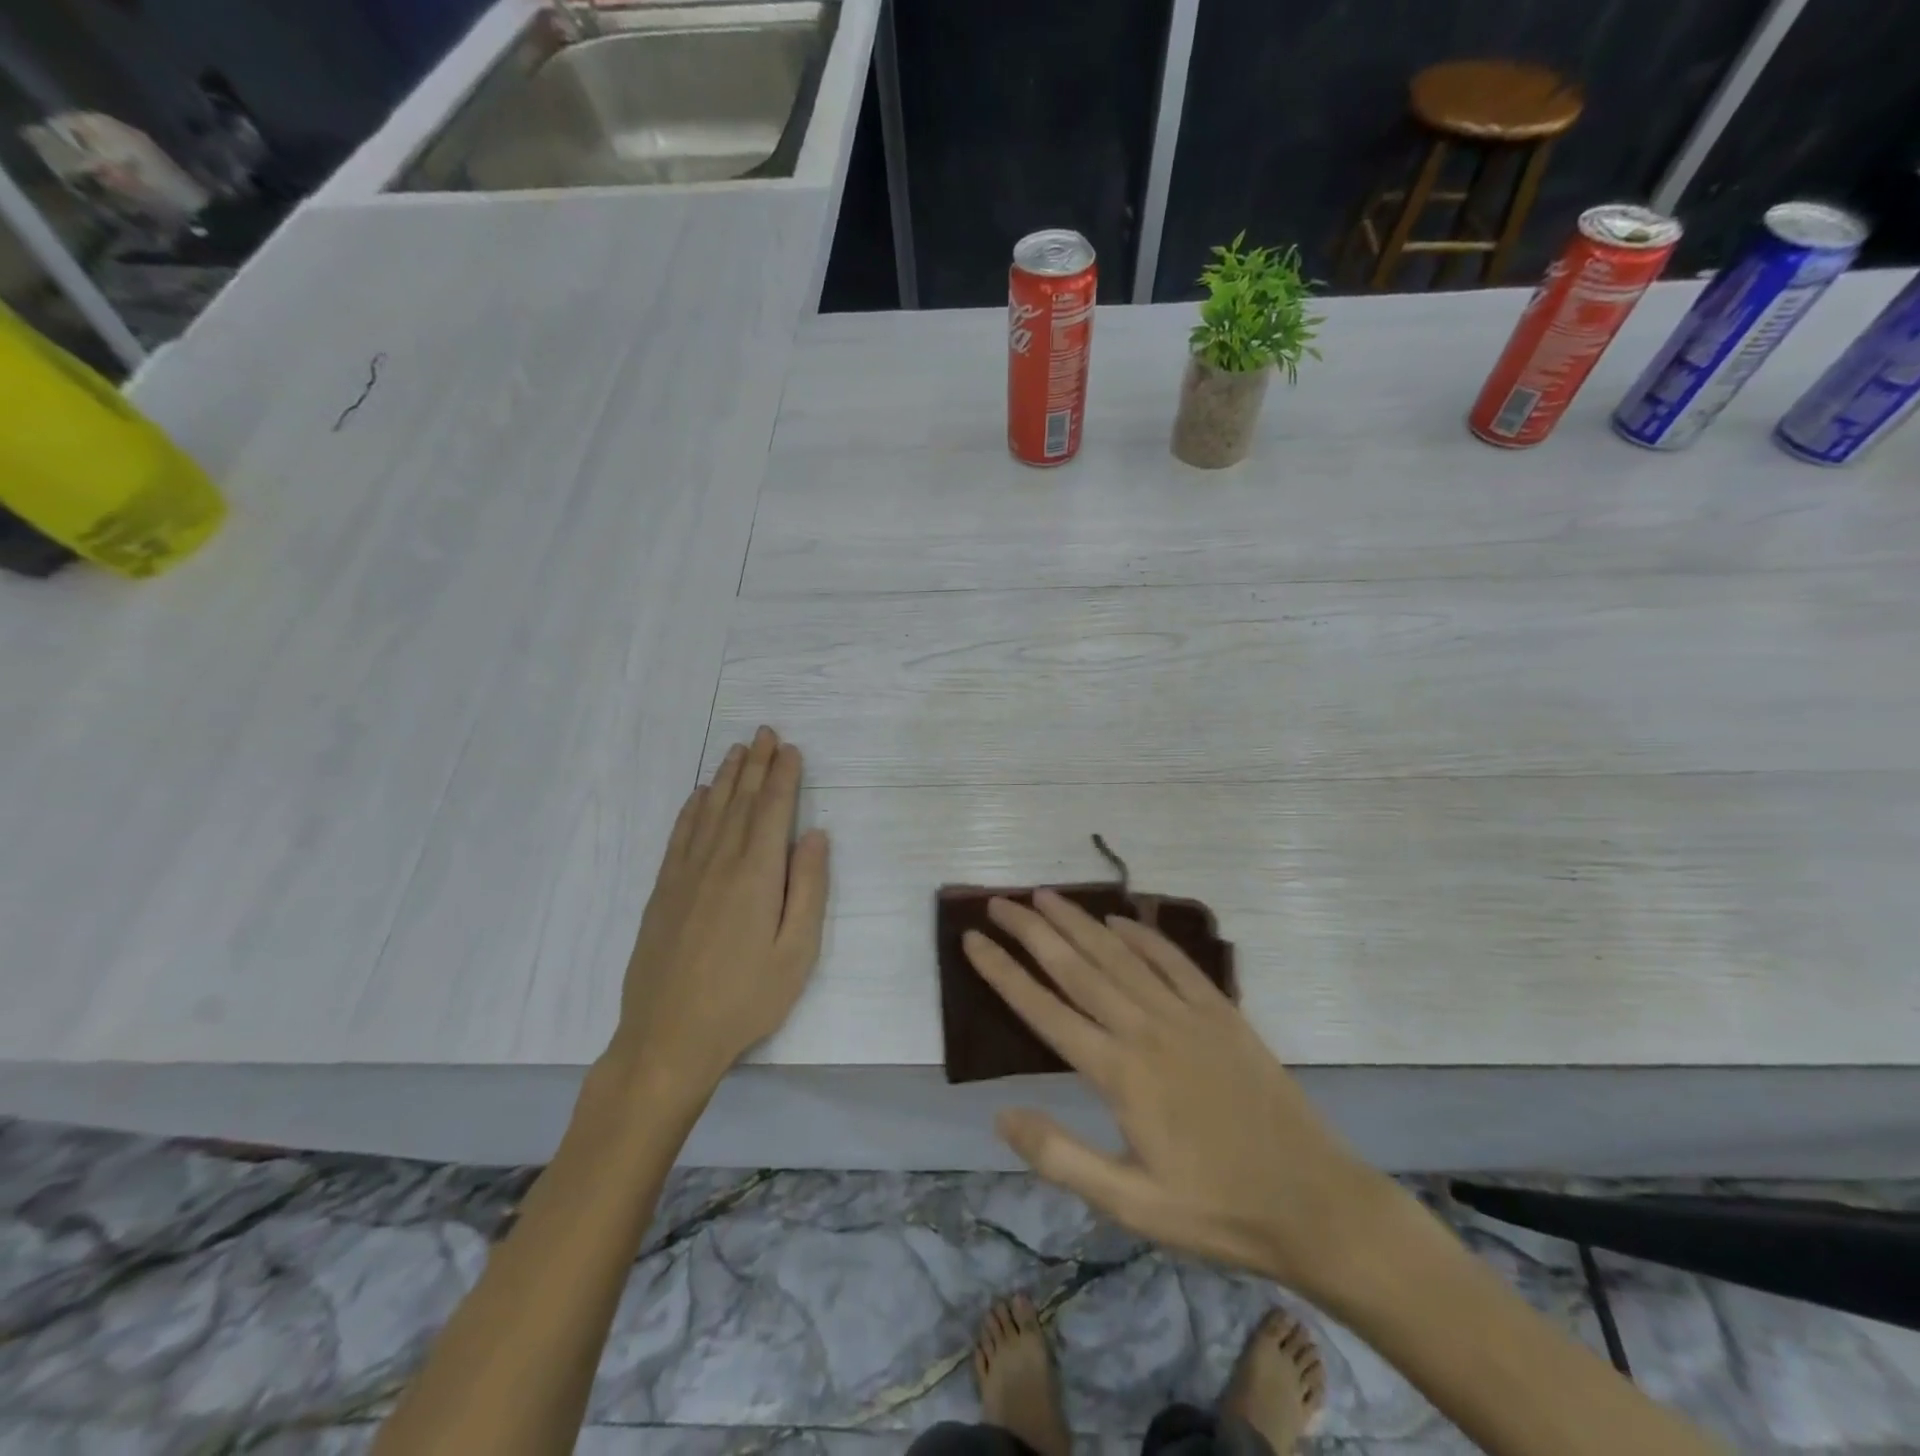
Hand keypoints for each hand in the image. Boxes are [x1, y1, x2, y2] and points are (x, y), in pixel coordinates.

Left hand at [610, 727, 829, 1094]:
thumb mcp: (796, 952)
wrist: (668, 1037)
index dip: (783, 777)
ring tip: (738, 751)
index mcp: (756, 875)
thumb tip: (815, 835)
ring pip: (709, 812)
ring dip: (726, 778)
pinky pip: (680, 836)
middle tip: (765, 733)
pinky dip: (692, 809)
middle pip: (740, 802)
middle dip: (756, 765)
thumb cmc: (745, 999)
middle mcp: (718, 862)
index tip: (791, 749)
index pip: (772, 811)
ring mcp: (685, 875)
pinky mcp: (663, 891)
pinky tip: (699, 796)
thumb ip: (808, 889)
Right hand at [964, 891, 1402, 1301]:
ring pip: (1119, 954)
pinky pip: (1173, 960)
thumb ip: (1061, 1157)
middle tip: (999, 901)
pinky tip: (1120, 920)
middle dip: (1033, 931)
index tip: (972, 940)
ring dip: (1079, 922)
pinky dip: (1143, 935)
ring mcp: (1187, 1014)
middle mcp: (1146, 1029)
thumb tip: (1000, 1115)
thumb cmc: (1217, 1209)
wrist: (1315, 1202)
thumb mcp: (1130, 1205)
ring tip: (1046, 896)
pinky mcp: (1221, 1012)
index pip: (1044, 1011)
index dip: (1003, 973)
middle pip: (1077, 967)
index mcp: (1119, 1074)